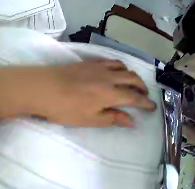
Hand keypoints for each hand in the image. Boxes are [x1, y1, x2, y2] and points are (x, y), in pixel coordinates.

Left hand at [0, 58, 156, 127]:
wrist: (42, 88)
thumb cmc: (65, 109)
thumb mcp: (90, 119)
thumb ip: (113, 118)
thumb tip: (132, 121)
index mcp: (110, 93)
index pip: (134, 98)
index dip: (145, 103)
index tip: (152, 107)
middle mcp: (108, 77)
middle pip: (132, 78)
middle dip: (141, 87)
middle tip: (144, 95)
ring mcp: (98, 66)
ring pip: (122, 66)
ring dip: (131, 74)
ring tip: (132, 83)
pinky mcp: (88, 62)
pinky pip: (108, 60)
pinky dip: (118, 66)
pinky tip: (115, 71)